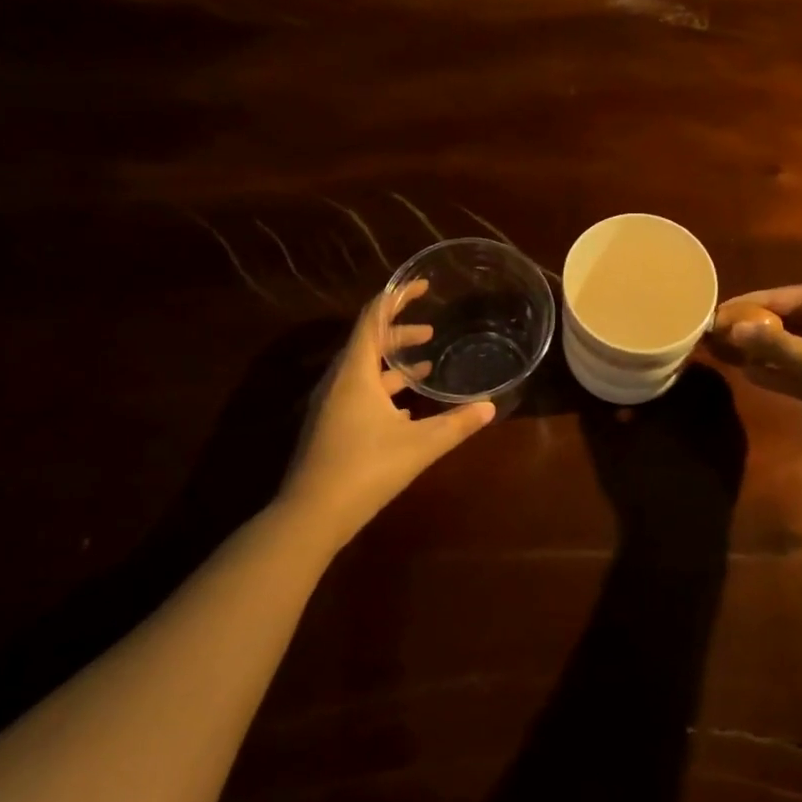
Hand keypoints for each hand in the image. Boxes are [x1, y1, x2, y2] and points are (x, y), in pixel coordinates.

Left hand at [283, 282, 494, 543]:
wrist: (310, 516)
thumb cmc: (365, 470)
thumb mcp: (419, 446)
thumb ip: (456, 424)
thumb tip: (491, 407)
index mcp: (355, 372)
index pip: (374, 318)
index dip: (397, 296)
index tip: (421, 285)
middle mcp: (339, 381)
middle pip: (369, 342)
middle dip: (400, 332)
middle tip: (431, 331)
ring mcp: (332, 405)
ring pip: (365, 370)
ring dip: (394, 363)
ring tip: (427, 365)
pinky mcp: (332, 426)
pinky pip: (360, 392)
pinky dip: (385, 389)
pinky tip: (407, 407)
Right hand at [713, 285, 801, 496]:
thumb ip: (777, 345)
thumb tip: (733, 328)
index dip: (763, 300)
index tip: (728, 307)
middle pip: (801, 321)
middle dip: (763, 325)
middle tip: (724, 328)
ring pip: (801, 349)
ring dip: (768, 350)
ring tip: (730, 350)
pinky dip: (780, 372)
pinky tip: (750, 373)